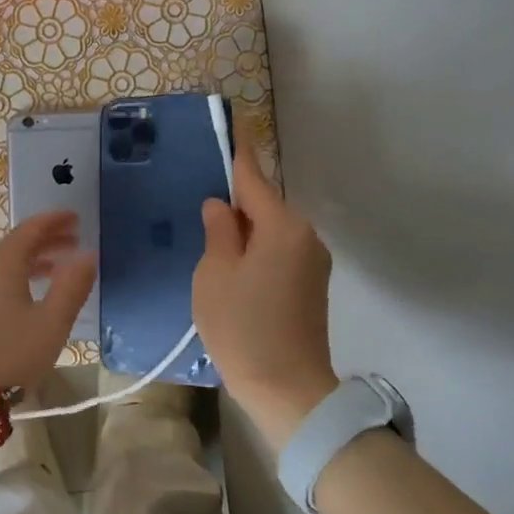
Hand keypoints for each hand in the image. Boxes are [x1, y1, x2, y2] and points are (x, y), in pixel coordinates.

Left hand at [0, 210, 95, 389]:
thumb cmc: (10, 350)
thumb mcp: (52, 321)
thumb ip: (72, 286)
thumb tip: (88, 255)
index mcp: (4, 262)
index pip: (31, 228)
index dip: (55, 221)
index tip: (76, 218)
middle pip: (18, 244)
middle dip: (47, 240)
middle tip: (74, 242)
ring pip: (6, 263)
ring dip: (34, 261)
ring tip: (58, 269)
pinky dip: (19, 276)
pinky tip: (30, 296)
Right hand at [193, 122, 339, 450]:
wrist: (288, 390)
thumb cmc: (243, 327)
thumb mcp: (214, 275)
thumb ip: (218, 232)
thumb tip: (221, 206)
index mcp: (281, 227)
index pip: (254, 178)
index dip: (239, 151)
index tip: (234, 122)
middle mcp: (305, 236)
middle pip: (264, 205)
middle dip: (235, 202)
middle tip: (200, 206)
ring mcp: (313, 262)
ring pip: (270, 231)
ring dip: (244, 232)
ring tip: (210, 244)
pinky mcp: (312, 285)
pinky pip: (278, 252)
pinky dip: (256, 251)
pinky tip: (233, 270)